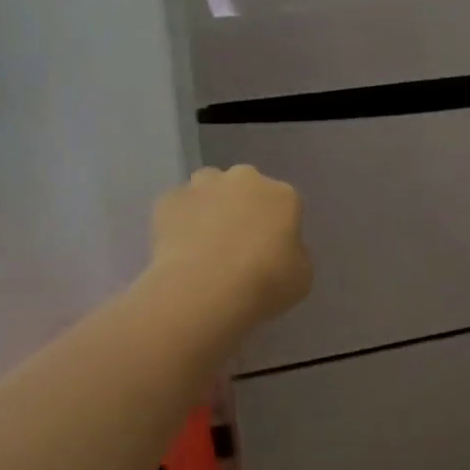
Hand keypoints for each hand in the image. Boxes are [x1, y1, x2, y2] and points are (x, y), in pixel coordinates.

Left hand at [150, 165, 311, 330]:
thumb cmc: (263, 284)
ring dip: (210, 206)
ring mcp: (203, 186)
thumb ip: (293, 254)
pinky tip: (180, 249)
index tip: (271, 252)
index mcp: (283, 195)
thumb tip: (279, 249)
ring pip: (208, 188)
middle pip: (246, 187)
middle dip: (243, 208)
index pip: (286, 204)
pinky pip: (178, 207)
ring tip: (205, 242)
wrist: (204, 290)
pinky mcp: (168, 200)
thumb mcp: (301, 277)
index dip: (278, 228)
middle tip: (238, 244)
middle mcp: (244, 179)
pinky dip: (179, 221)